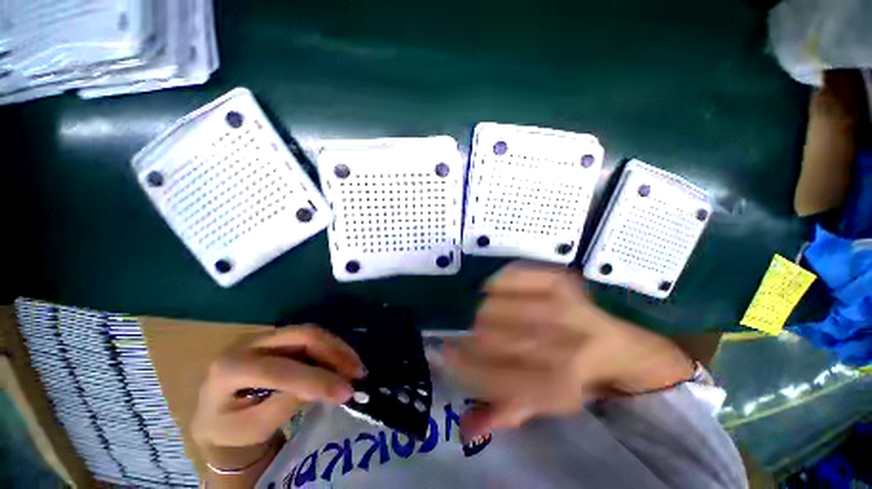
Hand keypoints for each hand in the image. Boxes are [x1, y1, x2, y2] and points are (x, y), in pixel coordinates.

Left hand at [191, 325, 364, 452]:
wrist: (219, 417)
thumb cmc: (230, 429)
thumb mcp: (251, 428)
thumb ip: (282, 406)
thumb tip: (320, 388)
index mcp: (231, 368)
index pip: (280, 369)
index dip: (316, 380)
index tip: (347, 392)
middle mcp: (251, 342)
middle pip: (302, 336)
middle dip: (334, 353)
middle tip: (358, 372)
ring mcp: (268, 336)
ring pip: (312, 332)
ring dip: (338, 349)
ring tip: (357, 368)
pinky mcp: (282, 338)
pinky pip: (312, 338)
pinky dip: (333, 349)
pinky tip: (345, 362)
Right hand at [446, 264, 693, 436]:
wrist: (617, 345)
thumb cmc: (576, 376)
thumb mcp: (545, 404)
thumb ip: (505, 412)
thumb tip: (465, 429)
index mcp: (555, 386)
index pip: (489, 376)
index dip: (461, 365)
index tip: (446, 354)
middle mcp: (559, 345)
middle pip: (487, 336)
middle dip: (469, 338)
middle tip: (468, 336)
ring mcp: (560, 305)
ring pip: (492, 305)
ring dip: (481, 312)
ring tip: (487, 317)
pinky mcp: (559, 280)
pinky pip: (509, 275)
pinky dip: (496, 282)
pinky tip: (498, 292)